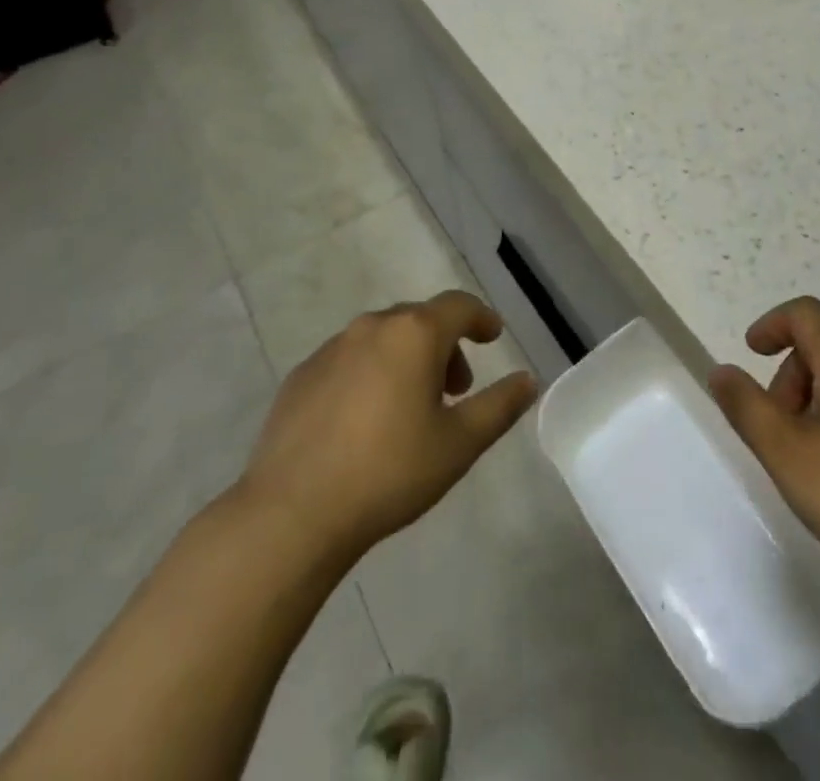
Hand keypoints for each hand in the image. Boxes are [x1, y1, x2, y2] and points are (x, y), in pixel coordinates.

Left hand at [237, 290, 537, 565]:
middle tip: (455, 390)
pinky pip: (349, 360)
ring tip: (410, 407)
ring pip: (382, 338)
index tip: (492, 336)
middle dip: (445, 346)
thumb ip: (499, 406)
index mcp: (415, 333)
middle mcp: (373, 327)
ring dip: (406, 358)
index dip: (481, 318)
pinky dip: (369, 374)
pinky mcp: (301, 375)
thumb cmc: (389, 472)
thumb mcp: (459, 445)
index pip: (459, 306)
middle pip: (420, 320)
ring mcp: (331, 348)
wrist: (292, 513)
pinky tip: (364, 421)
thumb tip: (528, 380)